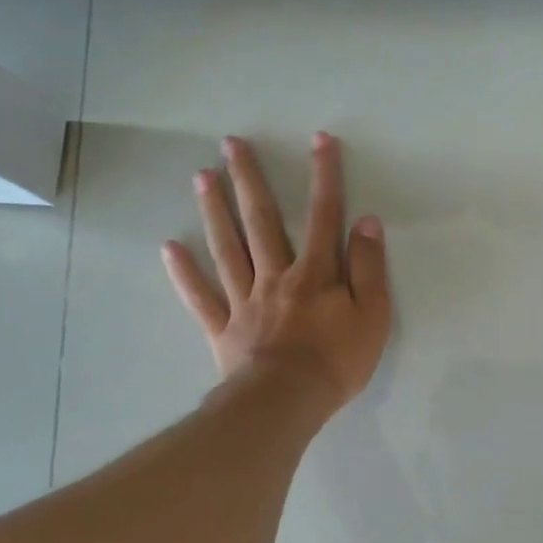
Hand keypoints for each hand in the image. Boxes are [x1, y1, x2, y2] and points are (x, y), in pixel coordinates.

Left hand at [162, 132, 390, 409]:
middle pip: (261, 221)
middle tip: (231, 144)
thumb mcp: (372, 316)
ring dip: (215, 211)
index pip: (323, 216)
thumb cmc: (337, 361)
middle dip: (249, 180)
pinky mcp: (223, 328)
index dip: (324, 176)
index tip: (319, 140)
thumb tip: (366, 222)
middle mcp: (276, 276)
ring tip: (201, 176)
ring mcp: (245, 300)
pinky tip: (169, 247)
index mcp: (314, 273)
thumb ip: (369, 268)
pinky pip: (201, 297)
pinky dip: (184, 273)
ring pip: (227, 248)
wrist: (287, 402)